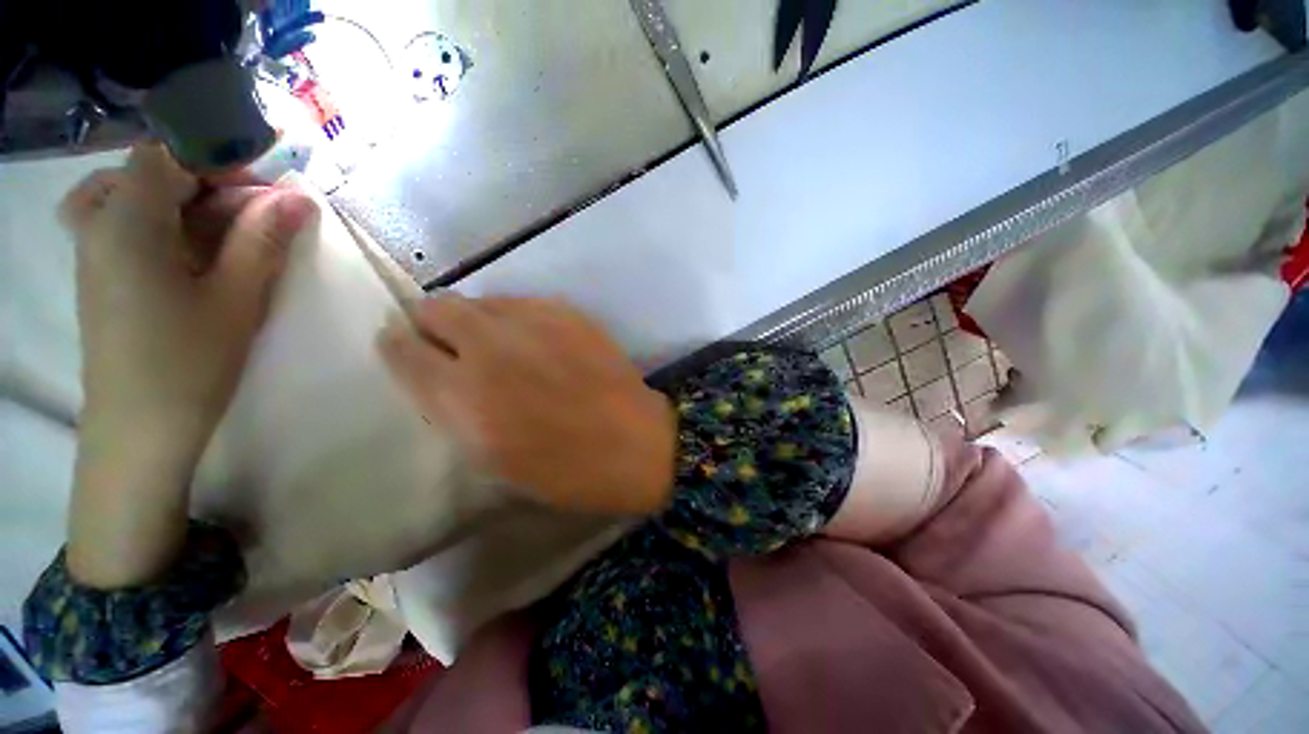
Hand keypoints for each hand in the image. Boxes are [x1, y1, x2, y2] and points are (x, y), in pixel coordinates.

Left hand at [63, 143, 316, 586]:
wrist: (139, 427)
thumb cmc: (188, 361)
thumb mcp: (237, 298)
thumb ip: (264, 240)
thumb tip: (299, 199)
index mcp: (127, 222)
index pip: (167, 154)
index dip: (216, 157)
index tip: (263, 186)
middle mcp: (99, 223)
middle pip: (149, 170)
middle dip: (207, 181)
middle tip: (254, 214)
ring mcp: (93, 248)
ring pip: (133, 193)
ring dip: (183, 201)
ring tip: (222, 231)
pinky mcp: (99, 271)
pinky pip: (125, 221)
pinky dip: (163, 221)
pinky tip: (193, 252)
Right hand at [378, 296, 676, 515]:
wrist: (634, 442)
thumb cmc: (563, 468)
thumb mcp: (490, 458)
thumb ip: (453, 408)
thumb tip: (435, 372)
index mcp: (462, 395)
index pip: (401, 348)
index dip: (400, 347)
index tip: (408, 351)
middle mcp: (490, 347)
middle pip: (435, 307)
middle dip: (434, 324)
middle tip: (453, 346)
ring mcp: (533, 322)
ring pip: (481, 300)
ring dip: (479, 320)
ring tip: (502, 346)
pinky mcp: (567, 312)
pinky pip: (523, 303)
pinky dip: (517, 319)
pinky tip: (538, 342)